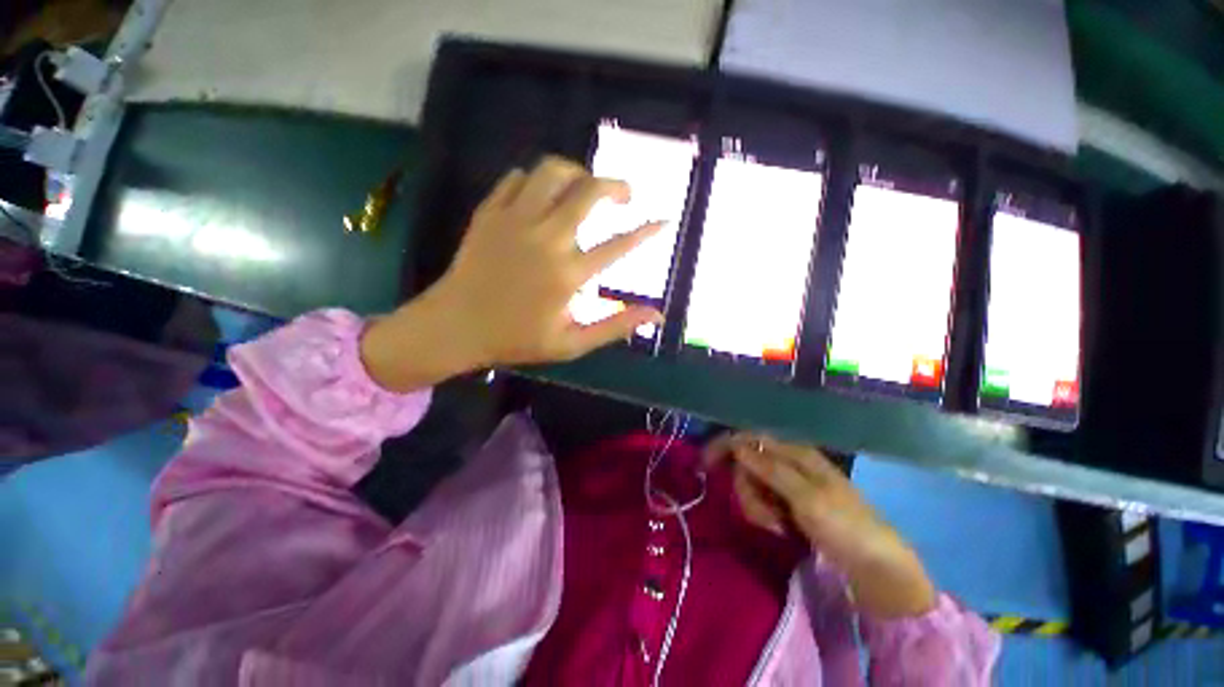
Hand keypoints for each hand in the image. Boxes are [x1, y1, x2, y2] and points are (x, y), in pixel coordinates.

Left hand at [361, 157, 662, 391]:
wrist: (455, 326)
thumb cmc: (516, 339)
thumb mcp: (571, 344)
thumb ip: (615, 326)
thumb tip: (656, 315)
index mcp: (568, 273)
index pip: (619, 245)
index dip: (647, 232)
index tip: (664, 221)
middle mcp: (547, 238)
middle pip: (588, 190)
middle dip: (615, 185)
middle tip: (624, 196)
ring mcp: (515, 220)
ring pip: (552, 171)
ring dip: (576, 173)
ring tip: (584, 188)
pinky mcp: (489, 212)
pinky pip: (516, 178)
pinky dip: (535, 181)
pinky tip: (541, 196)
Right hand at [706, 433, 936, 618]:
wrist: (875, 567)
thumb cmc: (845, 527)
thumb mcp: (807, 498)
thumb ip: (771, 469)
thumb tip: (738, 445)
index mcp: (795, 452)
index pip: (750, 438)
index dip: (725, 446)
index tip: (705, 463)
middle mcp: (788, 462)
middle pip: (746, 464)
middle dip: (747, 489)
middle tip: (765, 516)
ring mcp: (788, 484)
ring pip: (751, 484)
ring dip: (756, 507)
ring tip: (778, 527)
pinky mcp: (788, 503)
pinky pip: (762, 501)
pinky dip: (764, 516)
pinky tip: (781, 529)